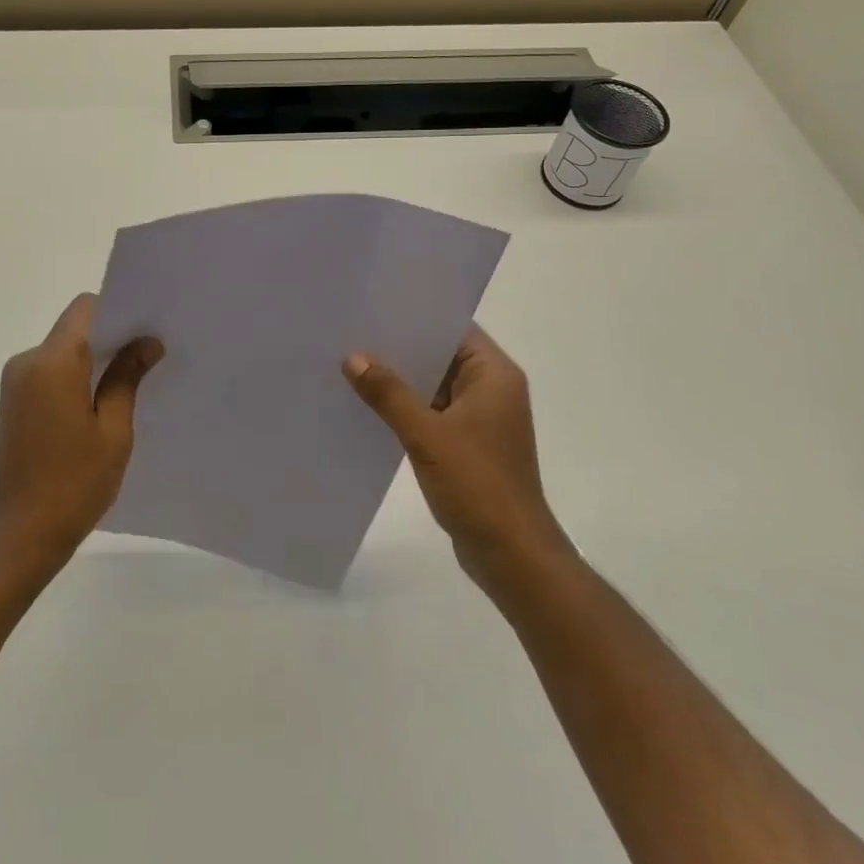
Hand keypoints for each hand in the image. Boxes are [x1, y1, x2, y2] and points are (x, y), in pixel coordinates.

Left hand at [0, 294, 163, 576]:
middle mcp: (27, 362)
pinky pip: (50, 373)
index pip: (86, 308)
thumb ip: (127, 378)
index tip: (146, 331)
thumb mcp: (113, 431)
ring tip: (129, 385)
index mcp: (52, 362)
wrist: (17, 538)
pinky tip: (98, 407)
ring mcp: (15, 383)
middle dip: (110, 337)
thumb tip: (147, 342)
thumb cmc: (73, 484)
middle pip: (74, 328)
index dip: (118, 311)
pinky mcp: (12, 404)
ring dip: (92, 360)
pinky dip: (75, 378)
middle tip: (149, 357)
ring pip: (62, 351)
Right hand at [344, 327, 570, 596]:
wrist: (511, 555)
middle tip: (355, 334)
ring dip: (402, 381)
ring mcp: (481, 419)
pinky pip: (433, 413)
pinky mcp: (469, 444)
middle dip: (402, 350)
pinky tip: (371, 407)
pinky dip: (407, 408)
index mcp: (495, 375)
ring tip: (354, 364)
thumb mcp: (427, 435)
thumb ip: (389, 394)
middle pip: (442, 356)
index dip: (417, 318)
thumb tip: (353, 357)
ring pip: (435, 386)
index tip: (377, 309)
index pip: (454, 329)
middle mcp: (492, 390)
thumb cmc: (477, 485)